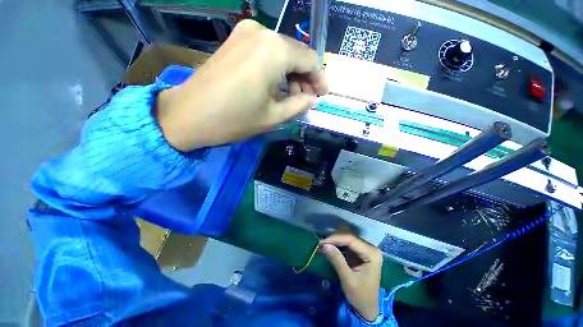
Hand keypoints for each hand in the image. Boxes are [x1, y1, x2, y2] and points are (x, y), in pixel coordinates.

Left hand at [156, 20, 327, 151]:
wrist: (189, 115)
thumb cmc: (235, 119)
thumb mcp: (274, 116)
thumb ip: (299, 105)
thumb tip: (312, 98)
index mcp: (275, 50)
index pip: (309, 59)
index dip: (319, 78)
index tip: (322, 95)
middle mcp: (262, 33)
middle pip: (295, 53)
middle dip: (305, 77)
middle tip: (306, 99)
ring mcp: (245, 33)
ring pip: (281, 52)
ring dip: (290, 74)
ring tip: (292, 96)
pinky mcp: (234, 40)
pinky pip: (265, 52)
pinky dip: (276, 69)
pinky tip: (276, 86)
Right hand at [320, 233, 382, 321]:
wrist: (368, 308)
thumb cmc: (361, 296)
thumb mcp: (348, 279)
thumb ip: (337, 260)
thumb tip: (324, 245)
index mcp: (371, 253)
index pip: (351, 239)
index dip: (335, 238)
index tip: (321, 243)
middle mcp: (370, 248)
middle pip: (348, 237)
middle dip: (333, 240)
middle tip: (320, 245)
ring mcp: (365, 249)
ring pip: (346, 239)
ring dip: (334, 242)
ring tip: (322, 247)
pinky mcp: (360, 253)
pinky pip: (347, 245)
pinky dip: (337, 246)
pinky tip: (328, 249)